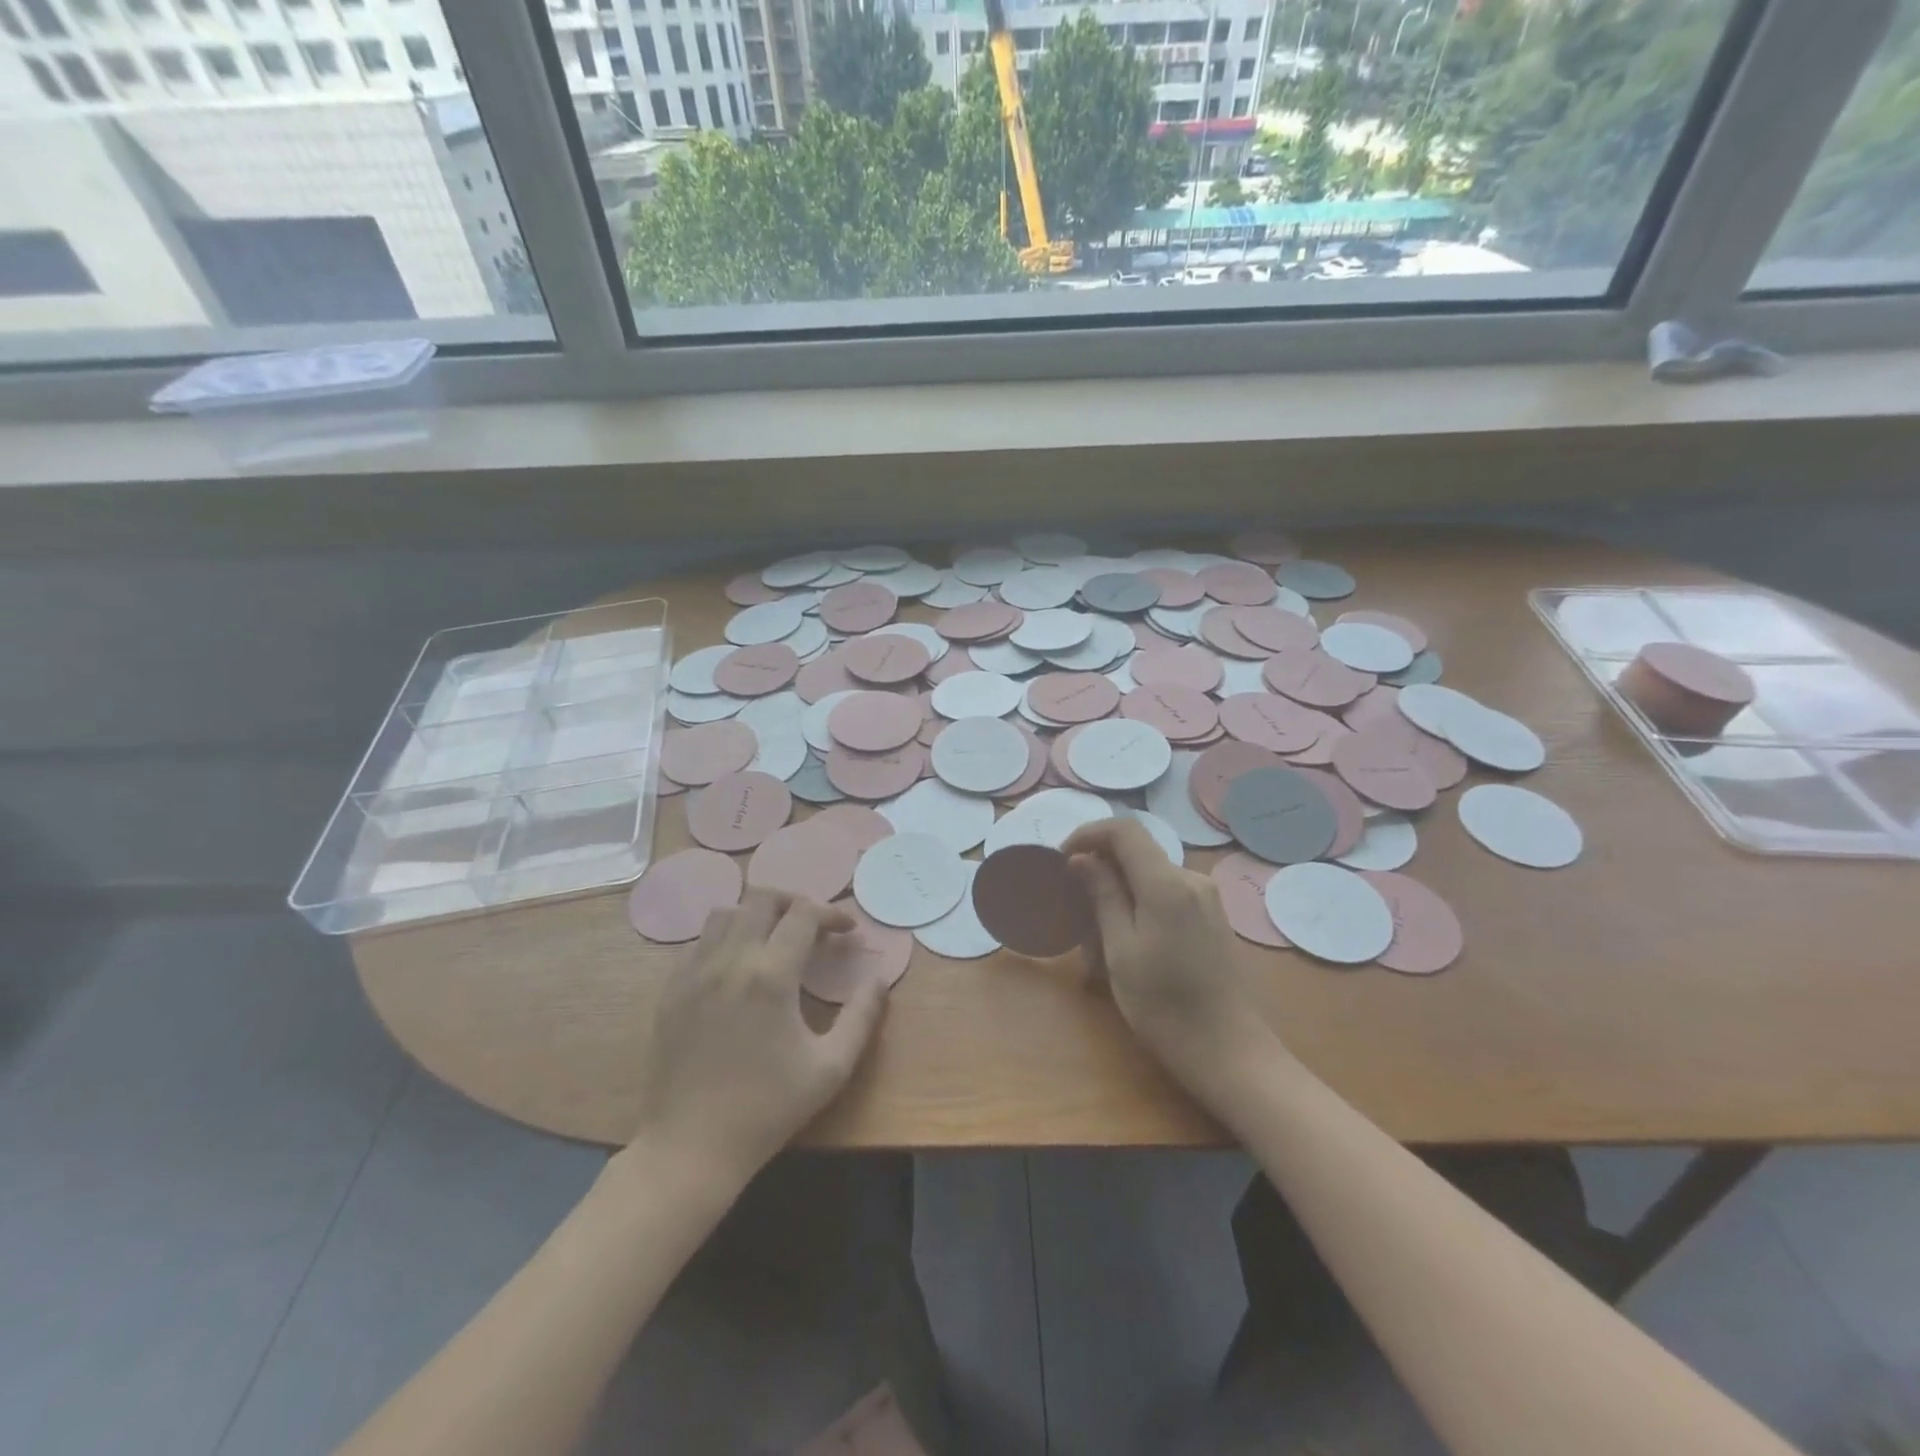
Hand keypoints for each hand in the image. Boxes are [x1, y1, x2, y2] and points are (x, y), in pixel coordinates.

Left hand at [628, 889, 887, 1184]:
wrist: (690, 1148)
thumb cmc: (768, 1109)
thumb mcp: (830, 1068)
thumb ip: (861, 1016)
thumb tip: (879, 978)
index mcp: (771, 975)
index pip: (804, 914)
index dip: (831, 913)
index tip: (847, 931)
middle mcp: (729, 961)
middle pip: (761, 898)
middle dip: (793, 902)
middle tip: (812, 926)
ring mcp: (693, 973)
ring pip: (725, 913)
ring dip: (755, 915)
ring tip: (773, 939)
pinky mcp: (670, 990)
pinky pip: (697, 942)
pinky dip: (723, 938)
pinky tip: (736, 967)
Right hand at [1062, 819, 1278, 1107]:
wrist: (1230, 1052)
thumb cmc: (1165, 1006)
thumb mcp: (1121, 951)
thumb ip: (1103, 895)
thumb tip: (1081, 858)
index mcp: (1167, 884)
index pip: (1124, 830)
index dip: (1088, 834)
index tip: (1062, 859)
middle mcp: (1192, 879)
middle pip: (1138, 851)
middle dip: (1101, 868)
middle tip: (1075, 905)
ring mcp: (1208, 898)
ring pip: (1151, 874)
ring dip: (1120, 890)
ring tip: (1099, 934)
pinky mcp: (1214, 917)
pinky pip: (1168, 893)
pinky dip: (1141, 903)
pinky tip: (1130, 942)